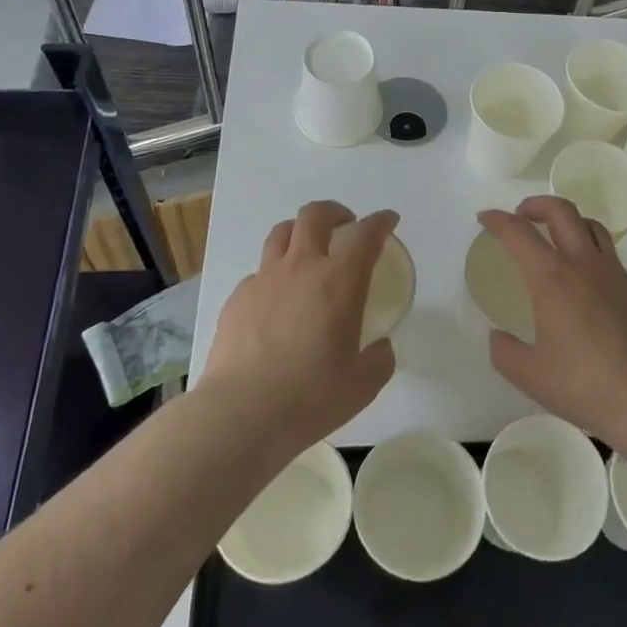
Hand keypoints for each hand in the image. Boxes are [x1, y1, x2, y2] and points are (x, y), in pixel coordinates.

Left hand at [200, 200, 397, 456]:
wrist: (240, 414)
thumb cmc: (310, 397)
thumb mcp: (363, 384)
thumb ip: (379, 359)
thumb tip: (379, 348)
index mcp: (339, 281)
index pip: (366, 234)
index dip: (381, 221)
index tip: (388, 220)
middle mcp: (301, 267)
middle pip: (315, 215)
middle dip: (335, 212)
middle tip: (345, 226)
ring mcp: (264, 279)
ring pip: (281, 232)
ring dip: (300, 231)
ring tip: (308, 250)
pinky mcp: (237, 298)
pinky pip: (260, 272)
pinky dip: (275, 274)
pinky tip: (277, 301)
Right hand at [480, 196, 626, 449]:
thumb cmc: (585, 385)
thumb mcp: (529, 375)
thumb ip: (504, 351)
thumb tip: (498, 336)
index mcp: (552, 278)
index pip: (519, 232)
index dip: (498, 220)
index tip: (485, 218)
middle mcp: (583, 264)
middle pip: (561, 211)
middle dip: (535, 204)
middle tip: (520, 216)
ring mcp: (613, 272)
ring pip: (589, 224)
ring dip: (566, 220)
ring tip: (554, 237)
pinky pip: (607, 251)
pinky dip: (588, 246)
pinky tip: (583, 276)